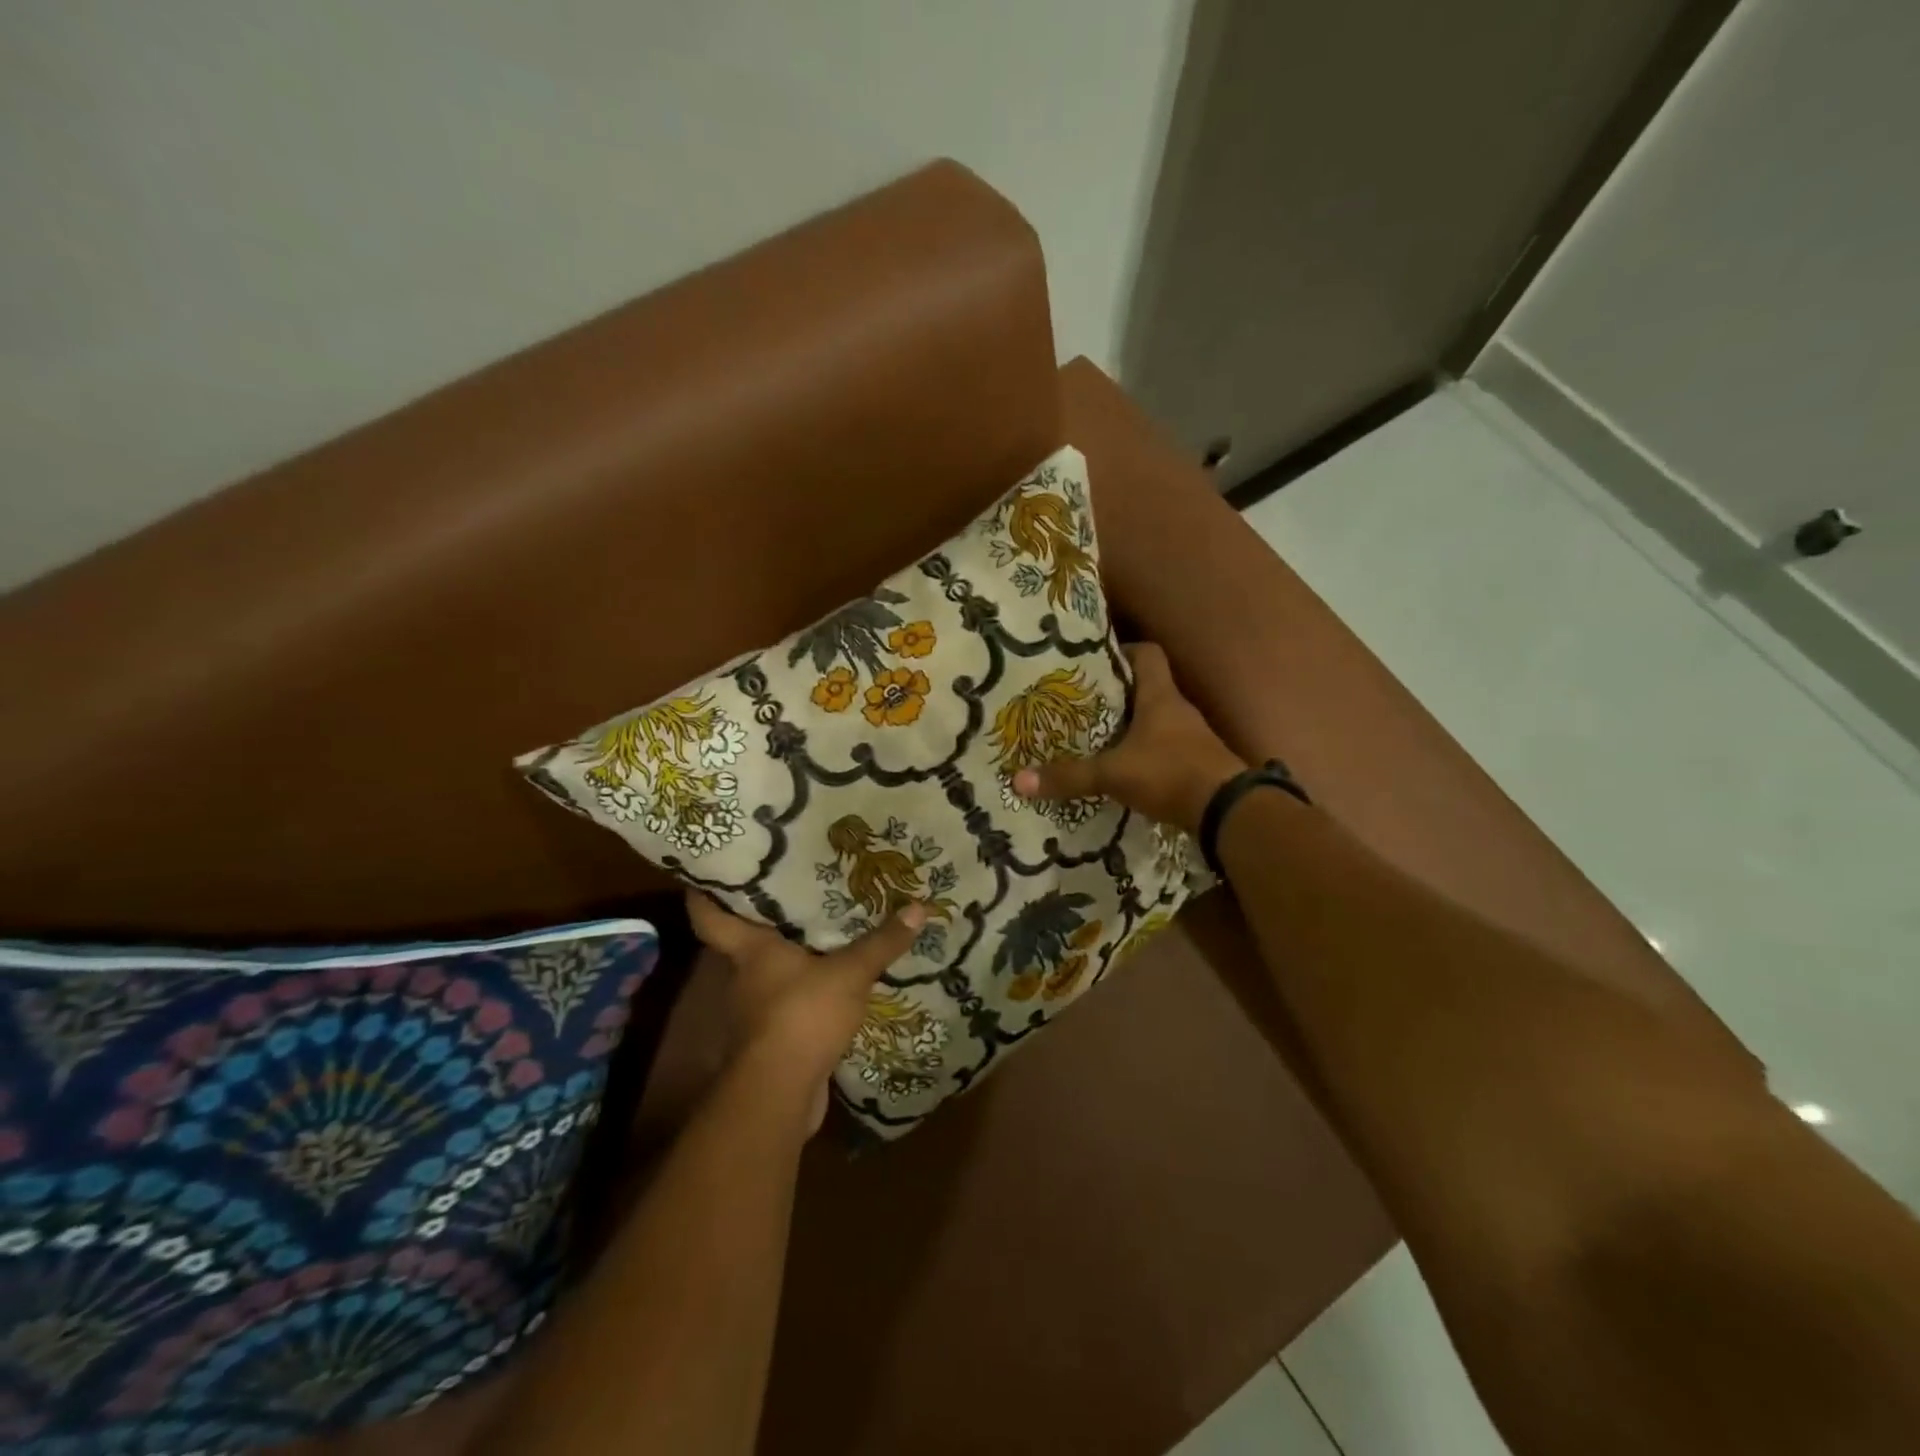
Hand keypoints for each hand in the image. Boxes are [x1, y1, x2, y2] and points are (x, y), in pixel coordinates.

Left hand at [686, 892, 925, 1130]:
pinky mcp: (772, 1039)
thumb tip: (919, 906)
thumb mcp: (850, 972)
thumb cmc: (802, 1015)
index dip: (705, 891)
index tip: (712, 870)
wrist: (780, 1094)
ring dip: (791, 958)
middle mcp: (744, 976)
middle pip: (745, 940)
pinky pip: (789, 1003)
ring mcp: (755, 1011)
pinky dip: (805, 993)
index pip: (709, 915)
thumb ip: (882, 942)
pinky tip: (833, 983)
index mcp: (750, 950)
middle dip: (767, 919)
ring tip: (824, 933)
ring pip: (769, 973)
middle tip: (796, 890)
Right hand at [1013, 642, 1244, 833]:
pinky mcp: (1195, 763)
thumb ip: (1069, 777)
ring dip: (1130, 725)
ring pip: (1155, 720)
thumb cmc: (1169, 773)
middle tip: (1081, 702)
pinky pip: (1164, 748)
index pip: (1147, 654)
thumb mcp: (1113, 774)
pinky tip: (1122, 767)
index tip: (1095, 662)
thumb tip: (1018, 780)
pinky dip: (1144, 753)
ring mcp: (1191, 737)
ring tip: (1095, 735)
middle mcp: (1178, 710)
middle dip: (1116, 693)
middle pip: (1147, 687)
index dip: (1123, 651)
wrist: (1227, 811)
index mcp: (1160, 696)